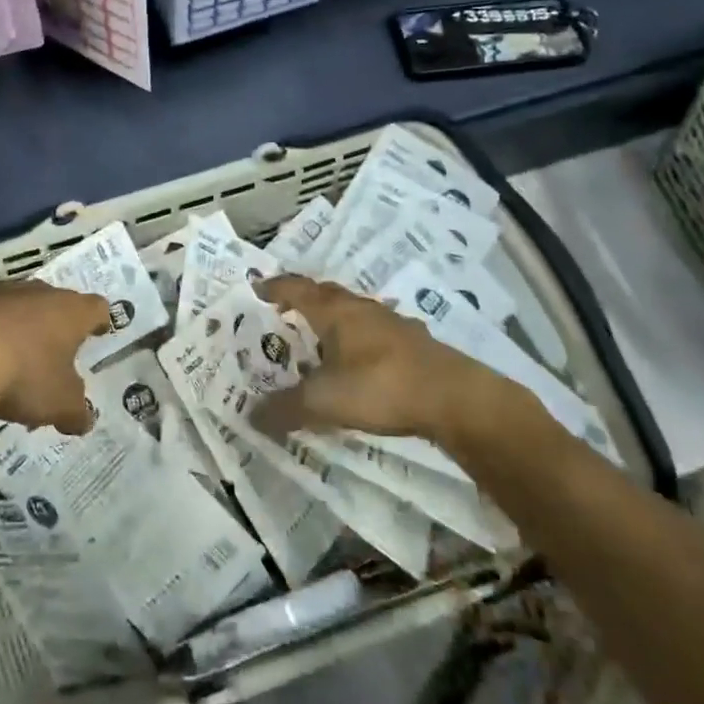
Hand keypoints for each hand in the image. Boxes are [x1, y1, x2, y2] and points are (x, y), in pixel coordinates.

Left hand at [0, 280, 107, 434]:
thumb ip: (76, 411)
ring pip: (17, 304)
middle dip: (56, 323)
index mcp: (71, 312)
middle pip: (56, 301)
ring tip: (13, 355)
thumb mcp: (59, 404)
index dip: (99, 321)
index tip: (99, 331)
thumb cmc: (22, 375)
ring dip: (18, 324)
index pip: (96, 308)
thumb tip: (84, 420)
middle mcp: (39, 292)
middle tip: (55, 348)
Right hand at [255, 274, 536, 441]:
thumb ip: (286, 407)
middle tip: (286, 312)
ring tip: (322, 339)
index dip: (275, 287)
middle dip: (304, 300)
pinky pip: (377, 331)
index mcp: (334, 312)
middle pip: (326, 294)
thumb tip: (249, 416)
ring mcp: (392, 323)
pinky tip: (363, 361)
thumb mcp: (324, 400)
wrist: (454, 397)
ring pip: (355, 312)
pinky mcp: (415, 342)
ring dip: (336, 320)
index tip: (257, 288)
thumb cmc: (379, 386)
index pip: (296, 289)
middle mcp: (361, 308)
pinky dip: (361, 340)